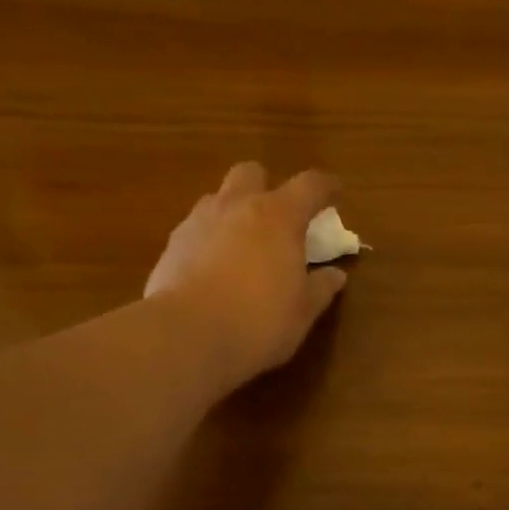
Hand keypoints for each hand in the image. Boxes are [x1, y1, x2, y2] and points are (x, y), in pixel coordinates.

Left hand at [145, 162, 350, 387]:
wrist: (188, 336)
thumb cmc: (259, 322)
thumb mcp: (302, 312)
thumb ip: (320, 288)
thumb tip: (335, 275)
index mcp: (279, 217)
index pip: (309, 186)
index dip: (326, 186)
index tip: (336, 191)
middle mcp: (237, 206)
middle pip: (252, 173)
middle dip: (267, 187)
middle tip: (278, 218)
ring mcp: (198, 221)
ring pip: (218, 198)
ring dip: (234, 211)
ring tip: (242, 245)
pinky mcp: (172, 244)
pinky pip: (196, 229)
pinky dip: (209, 239)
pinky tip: (213, 269)